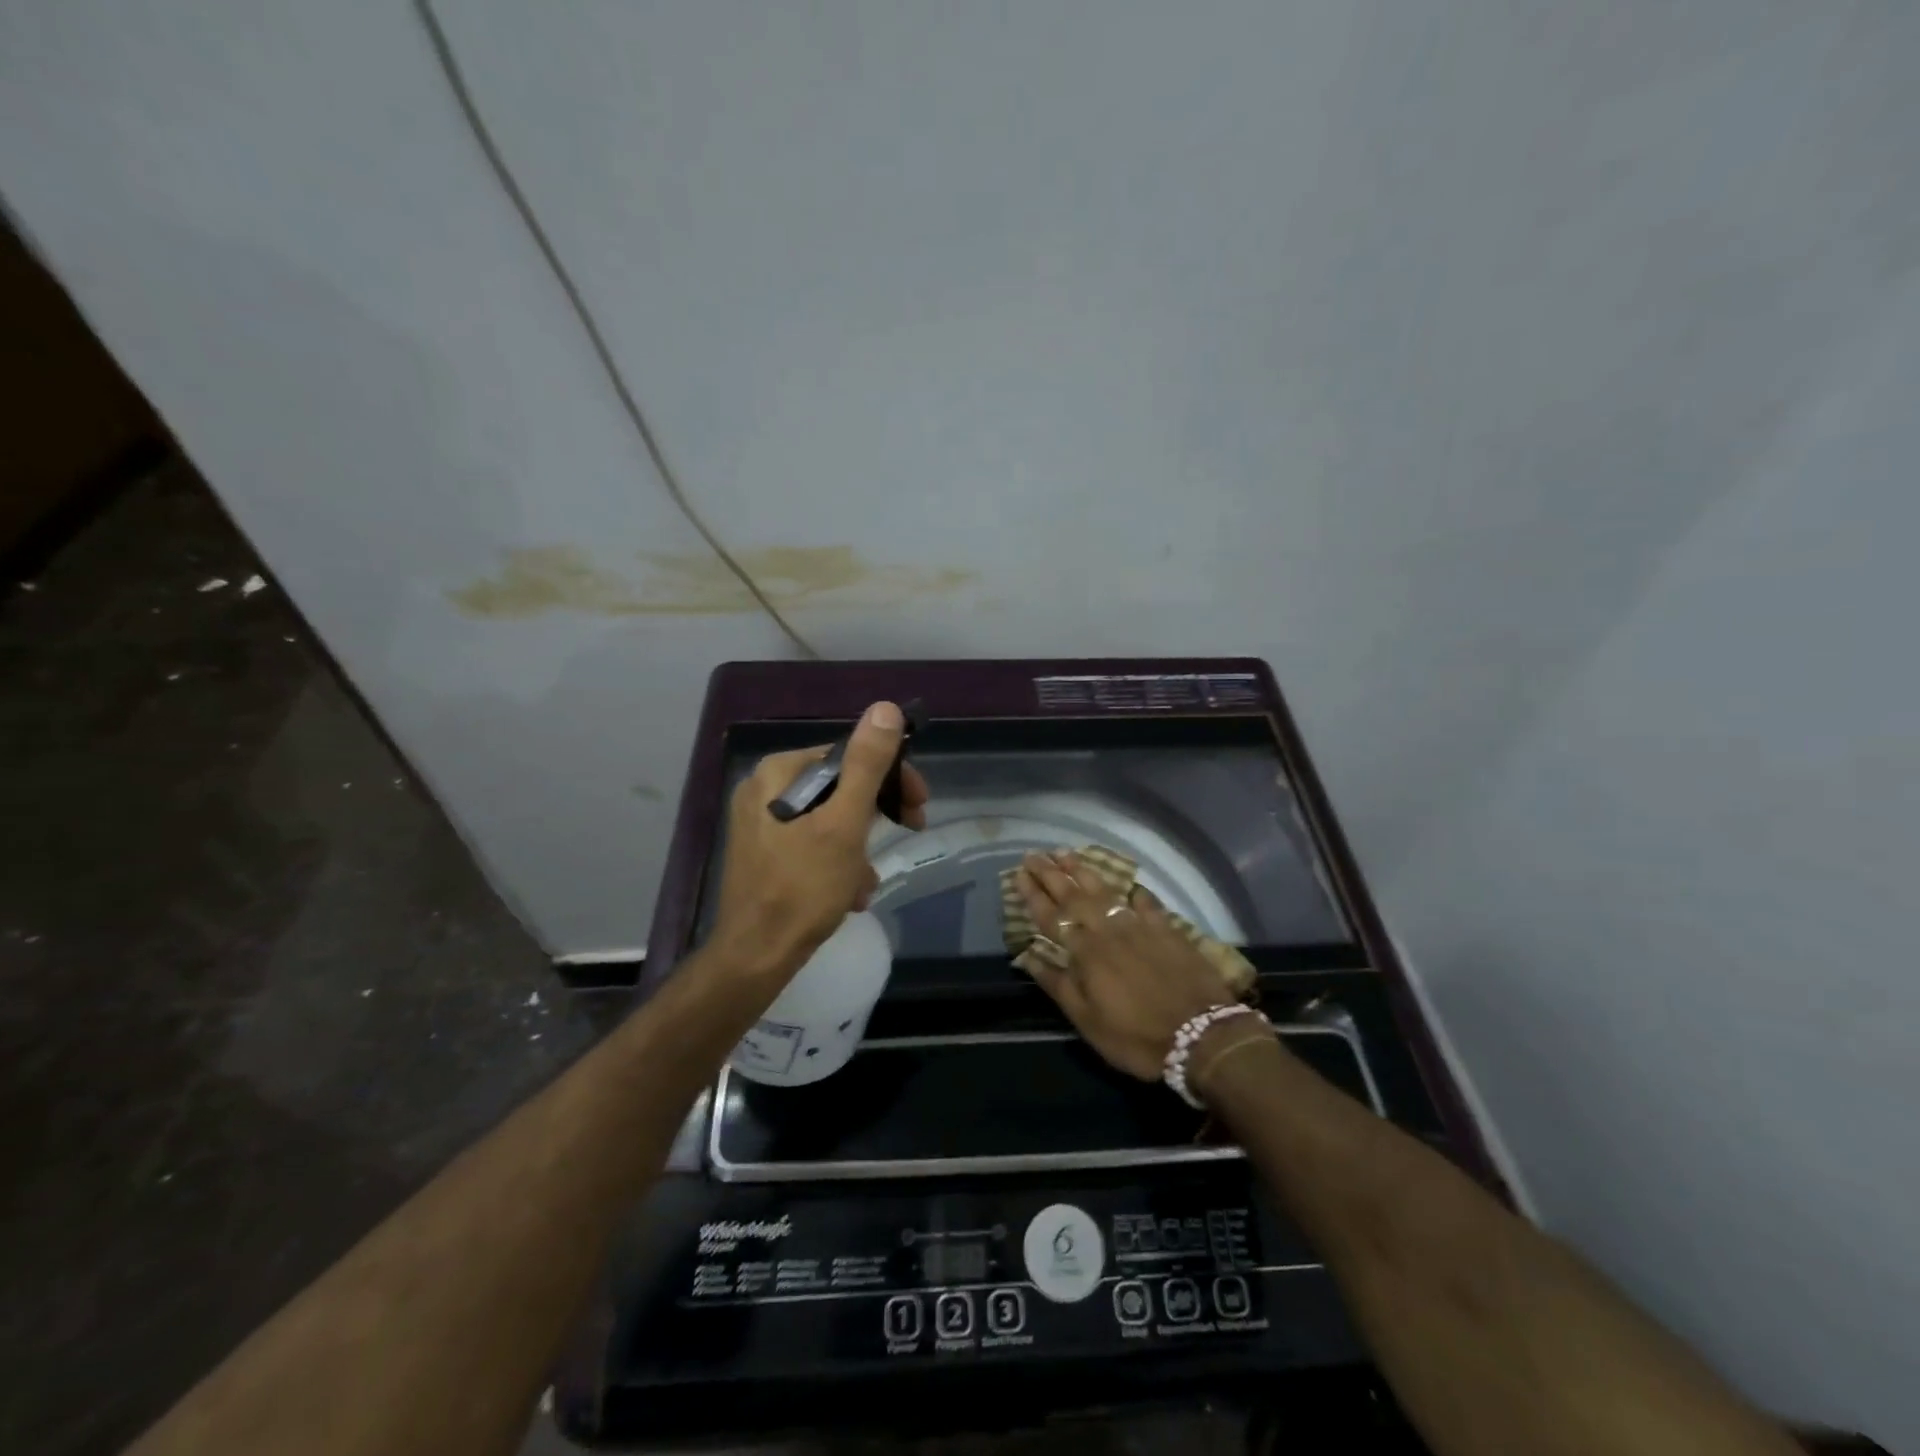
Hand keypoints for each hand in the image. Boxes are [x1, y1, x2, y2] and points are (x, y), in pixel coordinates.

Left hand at [709, 702, 928, 981]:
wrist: (755, 957)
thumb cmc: (802, 888)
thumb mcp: (844, 824)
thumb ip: (867, 766)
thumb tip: (885, 709)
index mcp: (778, 773)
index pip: (848, 757)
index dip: (891, 778)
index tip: (919, 807)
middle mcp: (764, 790)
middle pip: (839, 788)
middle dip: (873, 819)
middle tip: (907, 834)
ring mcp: (761, 823)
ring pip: (830, 820)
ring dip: (858, 849)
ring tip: (865, 883)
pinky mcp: (764, 854)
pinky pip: (813, 844)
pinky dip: (837, 864)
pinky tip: (848, 894)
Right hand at [1013, 850, 1236, 1079]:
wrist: (1202, 1036)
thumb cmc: (1136, 1036)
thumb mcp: (1088, 1021)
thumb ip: (1058, 984)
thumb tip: (1028, 956)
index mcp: (1085, 952)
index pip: (1052, 916)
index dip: (1033, 894)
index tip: (1018, 874)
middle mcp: (1109, 930)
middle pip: (1074, 896)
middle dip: (1051, 873)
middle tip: (1034, 854)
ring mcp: (1140, 926)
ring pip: (1106, 891)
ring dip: (1083, 871)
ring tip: (1066, 853)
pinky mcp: (1167, 929)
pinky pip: (1147, 903)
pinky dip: (1135, 892)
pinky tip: (1129, 885)